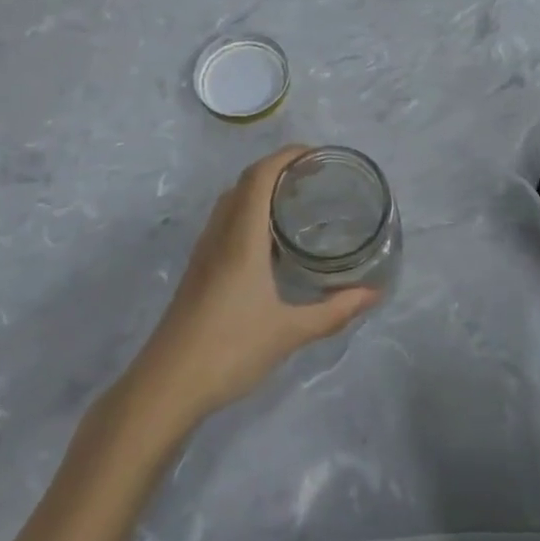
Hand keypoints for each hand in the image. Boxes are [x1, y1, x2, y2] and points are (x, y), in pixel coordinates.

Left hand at [133, 147, 378, 424]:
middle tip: (313, 177)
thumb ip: (334, 312)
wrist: (166, 386)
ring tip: (294, 201)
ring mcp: (204, 252)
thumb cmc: (229, 350)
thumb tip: (374, 294)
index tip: (316, 154)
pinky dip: (248, 212)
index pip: (260, 176)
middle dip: (277, 169)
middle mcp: (220, 235)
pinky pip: (224, 222)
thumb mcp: (289, 332)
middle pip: (244, 182)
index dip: (286, 156)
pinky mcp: (198, 270)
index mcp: (241, 238)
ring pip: (230, 201)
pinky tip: (268, 241)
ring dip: (259, 189)